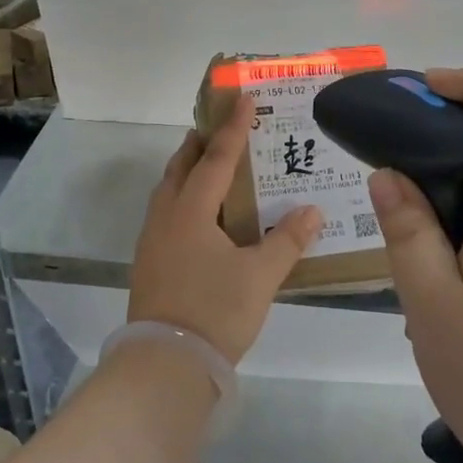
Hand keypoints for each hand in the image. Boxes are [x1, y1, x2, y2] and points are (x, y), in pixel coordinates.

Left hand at [129, 95, 321, 364]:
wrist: (165, 364)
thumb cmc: (215, 311)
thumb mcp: (260, 277)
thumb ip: (287, 240)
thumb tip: (312, 210)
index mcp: (192, 210)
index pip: (217, 157)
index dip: (233, 127)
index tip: (243, 98)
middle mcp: (167, 216)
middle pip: (182, 166)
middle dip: (201, 142)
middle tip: (222, 127)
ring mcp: (153, 240)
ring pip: (170, 189)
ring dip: (189, 169)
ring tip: (211, 165)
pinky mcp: (149, 262)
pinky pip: (166, 212)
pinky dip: (183, 197)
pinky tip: (201, 216)